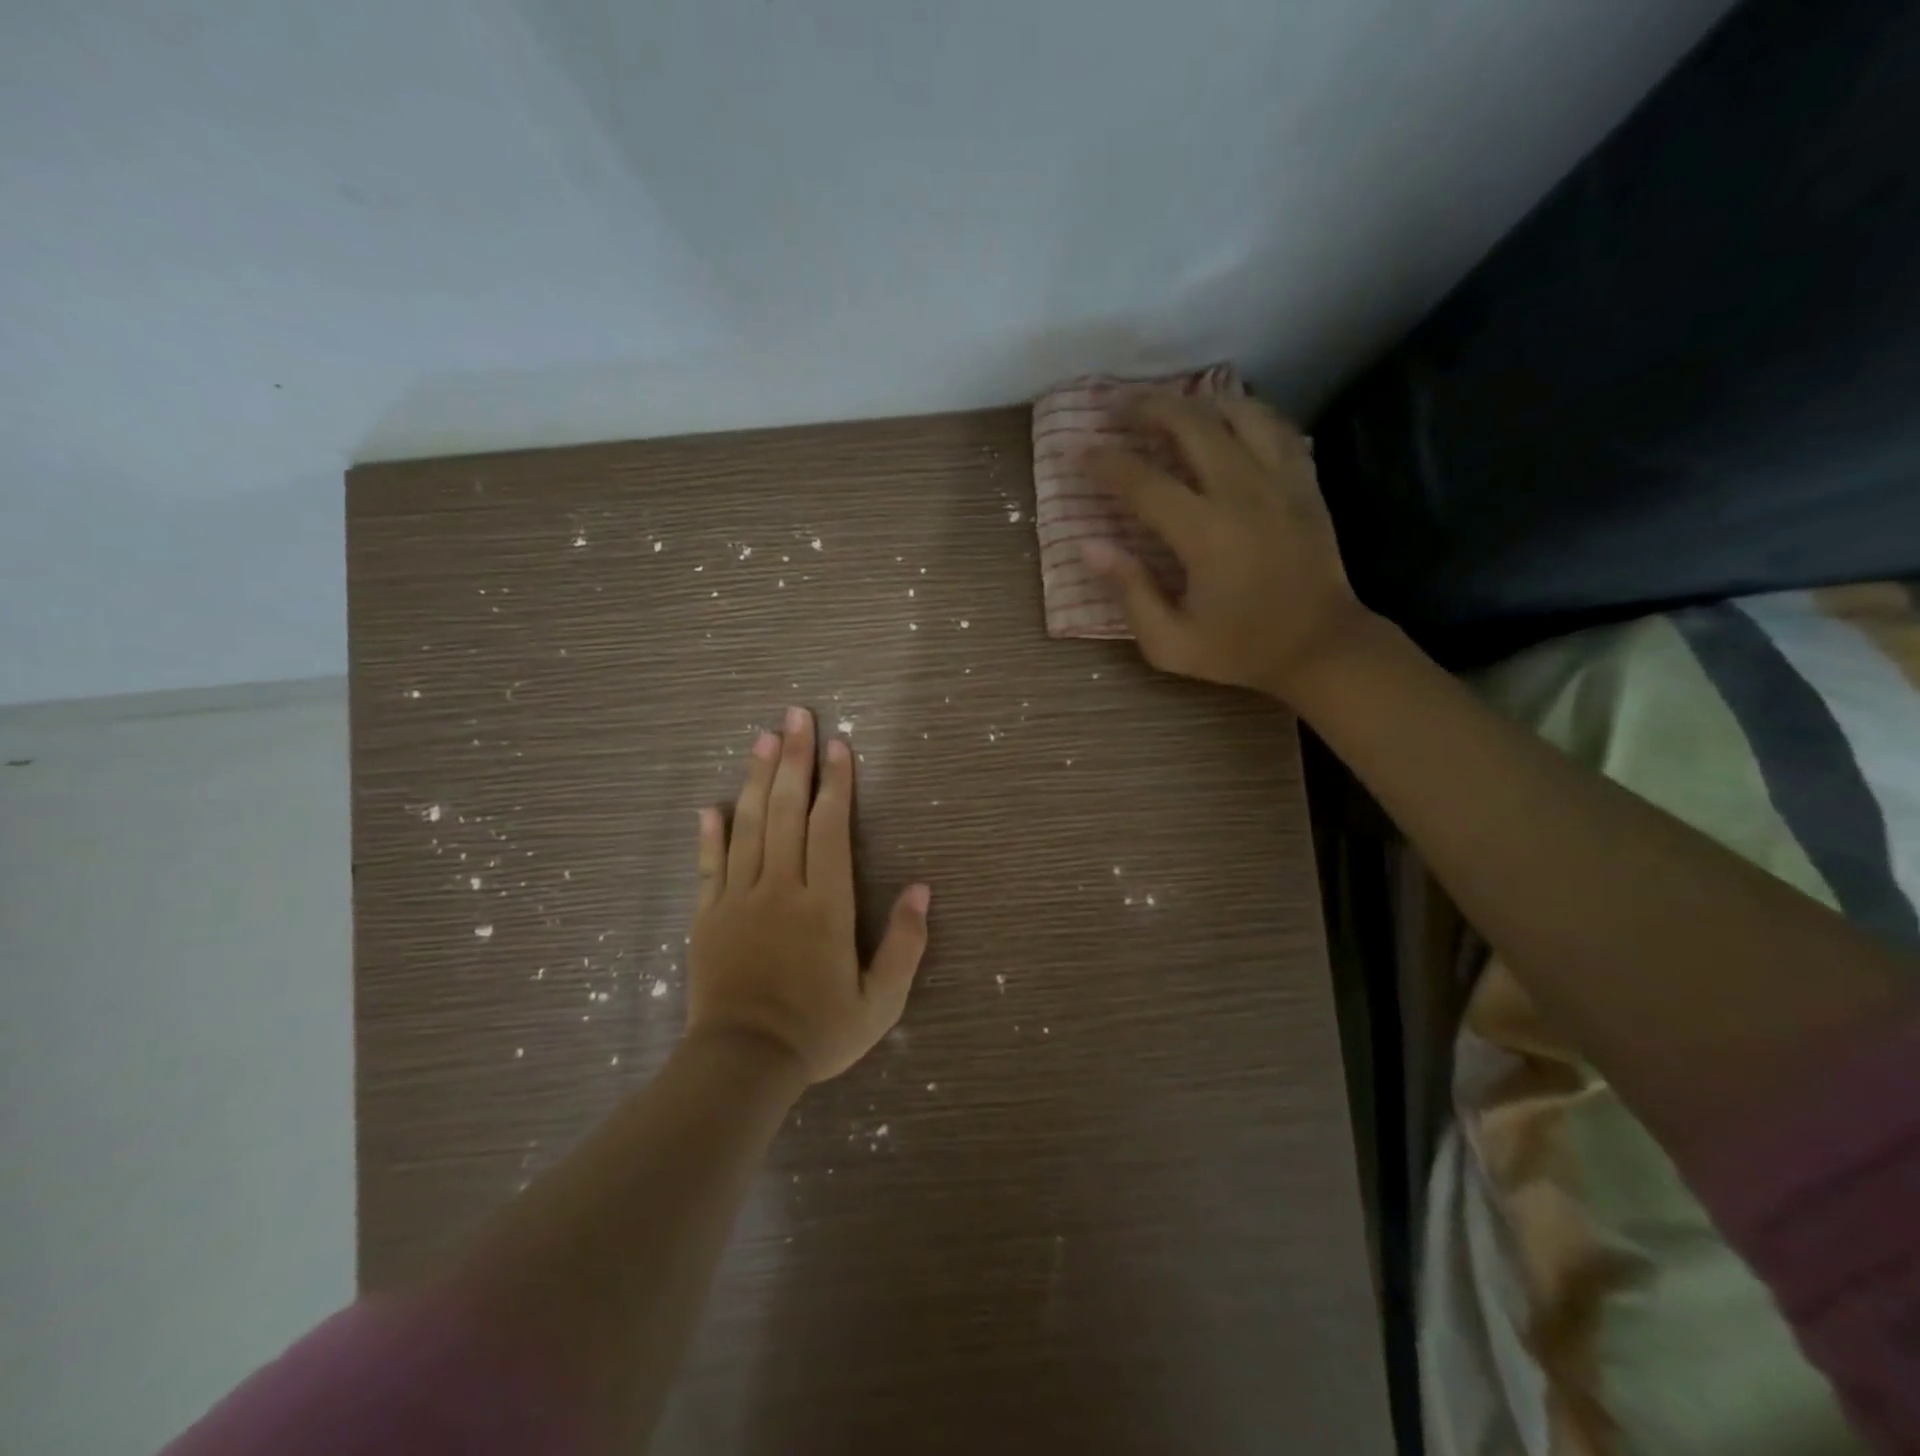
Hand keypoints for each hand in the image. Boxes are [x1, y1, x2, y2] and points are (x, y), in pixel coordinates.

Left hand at [688, 706, 930, 1082]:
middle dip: (795, 760)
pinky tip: (712, 805)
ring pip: (749, 826)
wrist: (742, 1065)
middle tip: (795, 716)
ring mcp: (738, 900)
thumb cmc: (819, 1032)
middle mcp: (781, 889)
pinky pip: (709, 866)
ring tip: (763, 739)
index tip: (839, 745)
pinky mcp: (708, 917)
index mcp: (825, 905)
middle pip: (788, 812)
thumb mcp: (881, 1002)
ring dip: (757, 779)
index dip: (837, 784)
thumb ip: (906, 944)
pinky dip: (711, 833)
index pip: (831, 829)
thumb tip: (923, 889)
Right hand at [1078, 394, 1372, 700]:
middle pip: (1191, 424)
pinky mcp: (1305, 481)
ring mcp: (1281, 480)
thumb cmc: (1241, 650)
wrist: (1322, 647)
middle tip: (1116, 406)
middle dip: (1147, 407)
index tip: (1076, 451)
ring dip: (1196, 402)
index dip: (1105, 462)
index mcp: (1205, 534)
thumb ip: (1130, 593)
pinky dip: (1242, 413)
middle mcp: (1243, 492)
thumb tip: (1089, 546)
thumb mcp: (1171, 643)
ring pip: (1237, 412)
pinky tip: (1223, 420)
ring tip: (1168, 406)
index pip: (1143, 482)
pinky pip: (1273, 426)